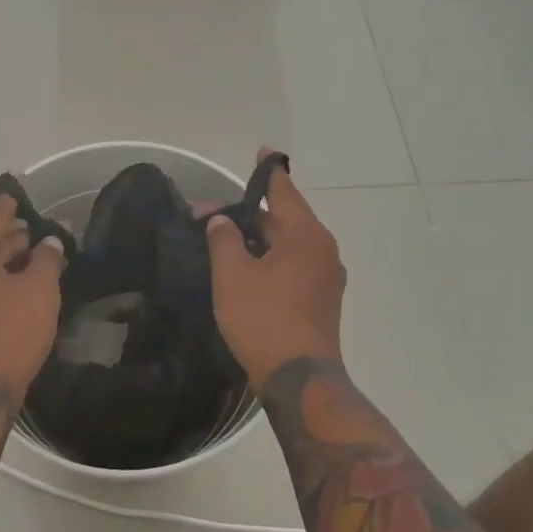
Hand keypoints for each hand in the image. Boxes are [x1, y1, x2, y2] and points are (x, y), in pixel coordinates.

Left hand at [0, 196, 65, 404]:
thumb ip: (47, 258)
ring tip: (34, 259)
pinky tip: (15, 288)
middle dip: (12, 237)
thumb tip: (50, 242)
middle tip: (40, 233)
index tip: (19, 191)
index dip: (11, 205)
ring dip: (4, 261)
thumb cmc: (9, 333)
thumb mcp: (39, 290)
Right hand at [204, 149, 345, 387]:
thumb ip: (224, 239)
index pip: (284, 192)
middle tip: (207, 215)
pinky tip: (243, 267)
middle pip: (282, 220)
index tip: (263, 152)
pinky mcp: (320, 300)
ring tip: (221, 239)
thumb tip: (221, 222)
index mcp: (306, 236)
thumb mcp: (233, 275)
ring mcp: (325, 278)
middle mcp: (323, 251)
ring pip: (286, 245)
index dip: (269, 172)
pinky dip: (268, 258)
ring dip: (255, 239)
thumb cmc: (264, 319)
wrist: (299, 379)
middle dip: (246, 215)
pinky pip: (292, 266)